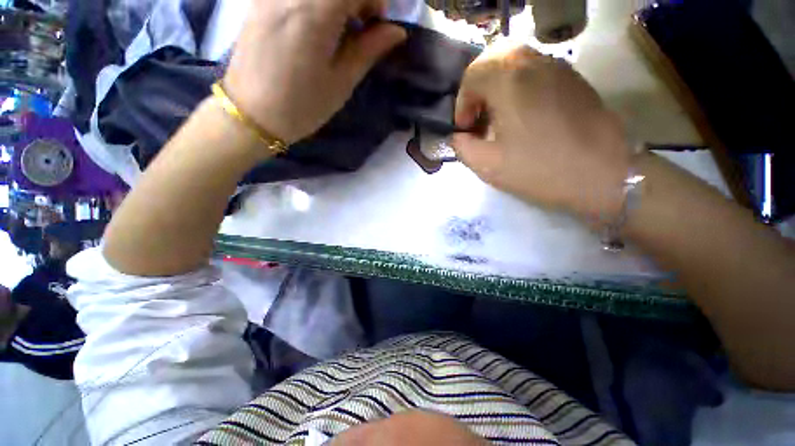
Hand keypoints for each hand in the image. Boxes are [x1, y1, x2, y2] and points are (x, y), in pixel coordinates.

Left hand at [224, 0, 406, 143]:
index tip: (377, 24)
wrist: (252, 114)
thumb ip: (368, 49)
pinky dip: (315, 4)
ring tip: (338, 27)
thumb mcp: (341, 82)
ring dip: (336, 3)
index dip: (375, 0)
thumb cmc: (303, 106)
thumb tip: (397, 31)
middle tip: (359, 25)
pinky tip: (316, 24)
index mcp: (315, 13)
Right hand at [453, 45, 630, 219]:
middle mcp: (533, 62)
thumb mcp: (488, 165)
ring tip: (498, 117)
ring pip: (515, 62)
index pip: (472, 75)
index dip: (462, 104)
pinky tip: (522, 115)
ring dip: (498, 86)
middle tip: (478, 118)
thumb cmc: (540, 169)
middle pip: (493, 59)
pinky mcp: (573, 78)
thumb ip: (462, 147)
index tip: (466, 130)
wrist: (604, 174)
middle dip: (478, 89)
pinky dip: (519, 86)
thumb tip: (459, 136)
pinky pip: (535, 70)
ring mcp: (558, 67)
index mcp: (509, 80)